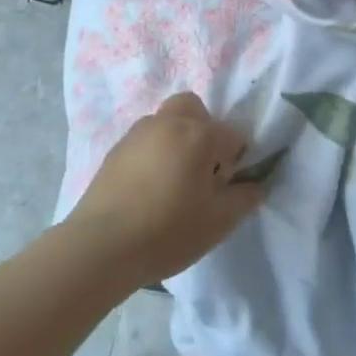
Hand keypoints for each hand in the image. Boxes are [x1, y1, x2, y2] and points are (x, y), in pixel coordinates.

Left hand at [68, 93, 263, 288]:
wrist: (100, 248)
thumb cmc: (168, 232)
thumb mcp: (218, 222)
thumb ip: (244, 199)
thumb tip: (255, 186)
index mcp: (199, 135)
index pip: (232, 135)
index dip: (235, 161)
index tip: (225, 187)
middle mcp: (168, 123)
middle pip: (193, 108)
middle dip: (204, 129)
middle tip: (202, 167)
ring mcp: (136, 134)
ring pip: (165, 121)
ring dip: (176, 139)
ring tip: (173, 180)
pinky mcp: (114, 151)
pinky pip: (144, 141)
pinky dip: (153, 153)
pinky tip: (148, 188)